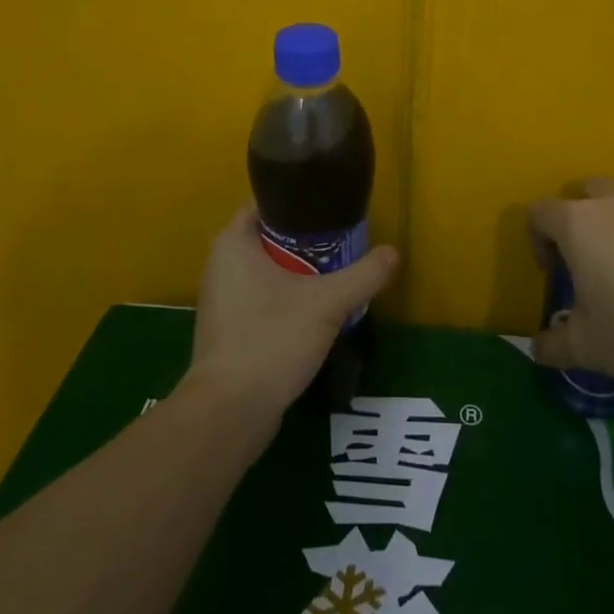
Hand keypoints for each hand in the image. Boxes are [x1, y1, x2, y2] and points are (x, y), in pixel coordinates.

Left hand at [184, 206, 398, 432]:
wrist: (231, 410)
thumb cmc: (272, 339)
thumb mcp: (328, 303)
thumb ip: (363, 275)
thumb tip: (393, 252)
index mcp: (232, 244)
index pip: (265, 205)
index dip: (298, 203)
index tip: (331, 209)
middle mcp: (220, 265)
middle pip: (269, 239)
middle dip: (305, 241)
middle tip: (343, 243)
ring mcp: (221, 300)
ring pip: (266, 272)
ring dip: (297, 273)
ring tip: (335, 274)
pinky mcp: (228, 330)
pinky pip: (261, 300)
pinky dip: (286, 299)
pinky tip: (315, 312)